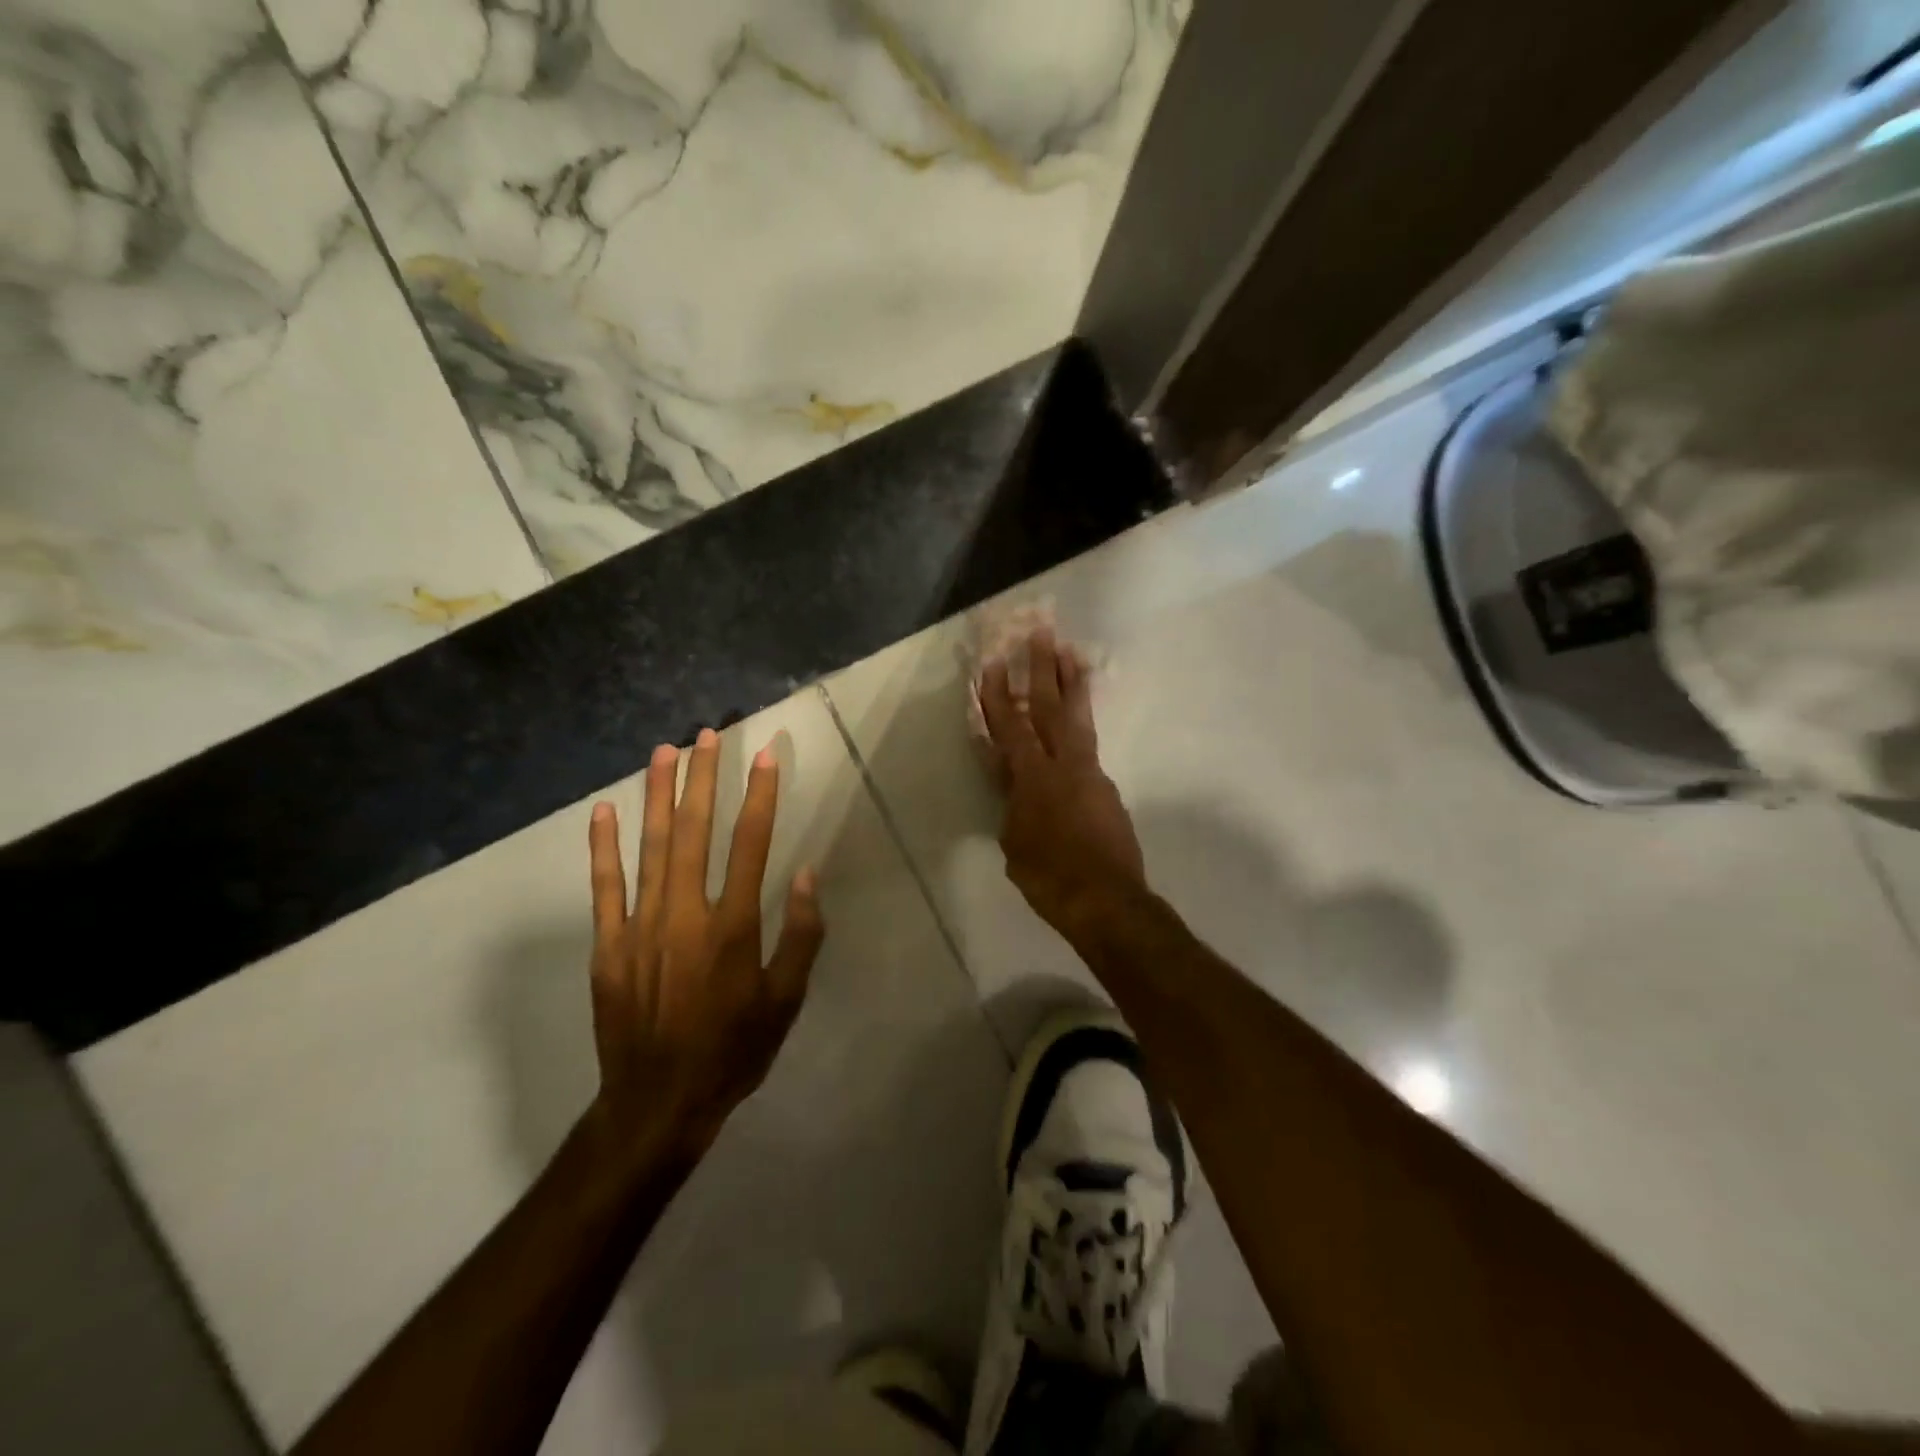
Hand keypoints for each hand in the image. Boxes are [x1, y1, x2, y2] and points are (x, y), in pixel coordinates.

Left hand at [585, 729, 825, 1158]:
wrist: (659, 1103)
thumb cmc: (734, 1050)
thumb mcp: (785, 1000)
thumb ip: (800, 936)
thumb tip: (805, 874)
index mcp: (734, 927)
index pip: (751, 844)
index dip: (761, 796)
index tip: (766, 755)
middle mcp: (686, 914)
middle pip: (695, 831)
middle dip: (703, 779)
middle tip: (706, 735)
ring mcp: (641, 926)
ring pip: (651, 847)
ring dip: (658, 796)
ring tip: (664, 753)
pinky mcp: (608, 945)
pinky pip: (605, 887)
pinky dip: (603, 847)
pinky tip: (604, 811)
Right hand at [979, 628, 1146, 946]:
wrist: (1108, 902)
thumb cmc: (1050, 879)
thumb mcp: (1015, 845)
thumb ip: (1012, 807)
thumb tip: (1013, 786)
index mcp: (1033, 779)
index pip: (1010, 728)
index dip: (997, 696)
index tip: (992, 664)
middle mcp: (1064, 766)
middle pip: (1050, 708)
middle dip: (1043, 669)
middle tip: (1042, 633)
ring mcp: (1090, 774)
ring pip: (1078, 719)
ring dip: (1071, 684)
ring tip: (1071, 654)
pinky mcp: (1107, 788)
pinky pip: (1089, 746)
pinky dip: (1080, 725)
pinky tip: (1075, 722)